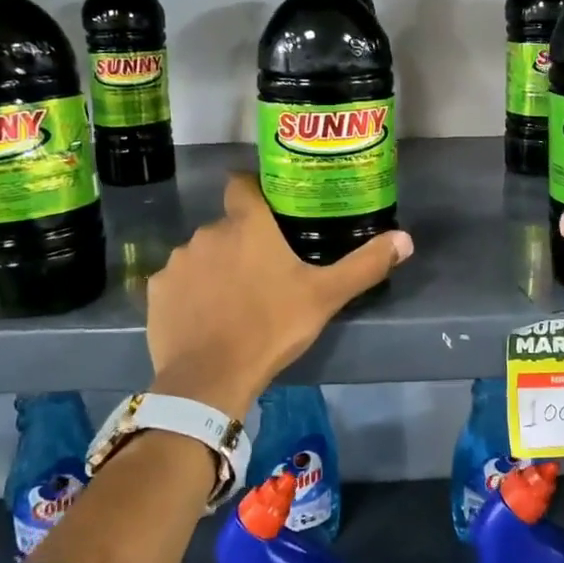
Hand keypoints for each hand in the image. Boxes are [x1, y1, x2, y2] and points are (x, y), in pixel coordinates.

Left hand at [145, 173, 412, 418]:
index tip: (269, 208)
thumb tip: (406, 239)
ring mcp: (178, 261)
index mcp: (247, 224)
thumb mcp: (325, 297)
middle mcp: (208, 232)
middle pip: (227, 225)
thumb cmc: (271, 327)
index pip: (242, 183)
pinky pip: (178, 282)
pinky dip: (191, 293)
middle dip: (242, 241)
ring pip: (202, 253)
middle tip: (265, 271)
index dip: (254, 190)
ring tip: (235, 299)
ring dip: (216, 267)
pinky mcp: (156, 291)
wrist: (210, 379)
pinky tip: (205, 318)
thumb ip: (365, 265)